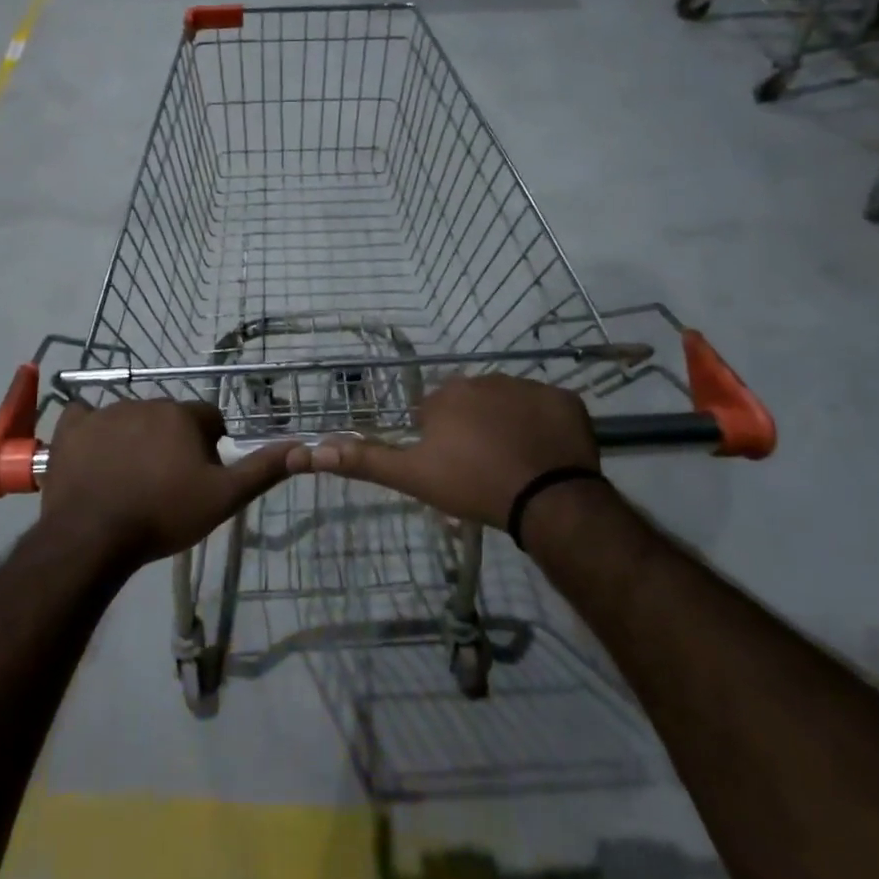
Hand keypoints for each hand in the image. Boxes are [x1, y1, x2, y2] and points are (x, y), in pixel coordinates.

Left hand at [41, 399, 293, 567]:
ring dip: (135, 438)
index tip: (200, 475)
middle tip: (166, 483)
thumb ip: (262, 470)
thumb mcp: (223, 498)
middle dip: (173, 442)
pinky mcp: (71, 428)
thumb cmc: (163, 515)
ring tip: (129, 480)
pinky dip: (92, 432)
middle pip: (170, 418)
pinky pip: (85, 418)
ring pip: (131, 418)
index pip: (210, 419)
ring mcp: (105, 412)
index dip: (210, 446)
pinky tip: (93, 457)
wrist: (93, 537)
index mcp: (183, 415)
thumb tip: (301, 446)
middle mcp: (146, 402)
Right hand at [285, 375, 598, 527]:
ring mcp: (528, 386)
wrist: (547, 499)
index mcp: (446, 395)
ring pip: (509, 404)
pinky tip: (544, 454)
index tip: (452, 467)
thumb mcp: (413, 477)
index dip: (441, 440)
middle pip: (472, 404)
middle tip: (484, 468)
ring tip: (516, 463)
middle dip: (474, 429)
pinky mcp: (564, 399)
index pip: (434, 412)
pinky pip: (547, 410)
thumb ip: (365, 461)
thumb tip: (313, 450)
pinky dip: (544, 427)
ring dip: (508, 425)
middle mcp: (484, 379)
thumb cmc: (473, 485)